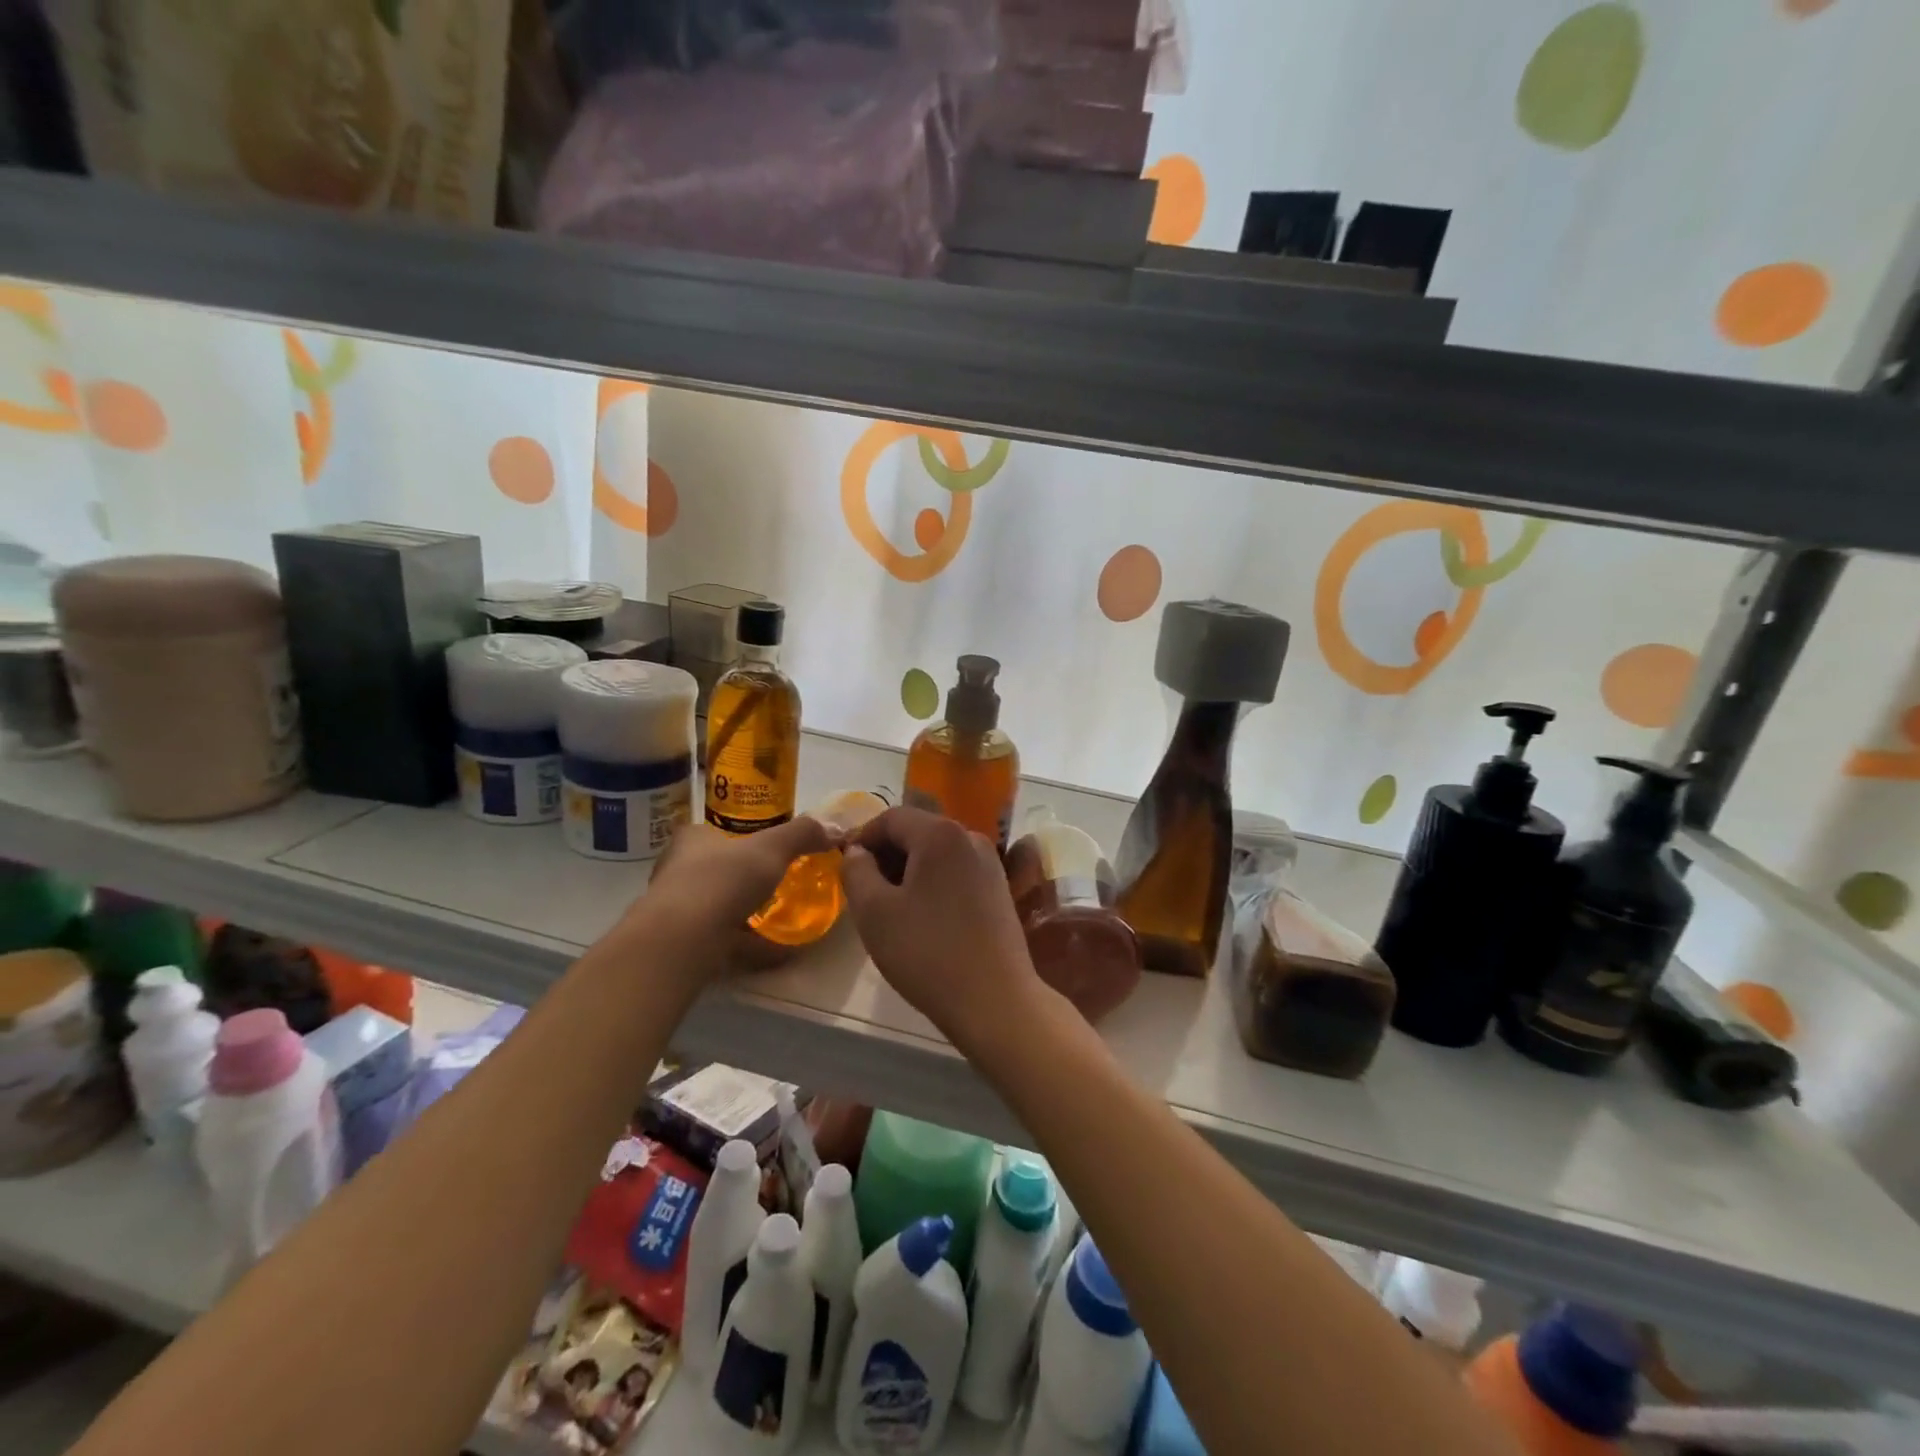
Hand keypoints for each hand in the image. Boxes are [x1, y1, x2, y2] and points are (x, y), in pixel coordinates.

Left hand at [634, 816, 836, 977]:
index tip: (767, 848)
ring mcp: (677, 911)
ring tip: (781, 918)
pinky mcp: (683, 945)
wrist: (682, 940)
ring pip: (717, 907)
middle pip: (716, 870)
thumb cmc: (722, 879)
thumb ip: (802, 834)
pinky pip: (724, 940)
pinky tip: (779, 952)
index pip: (713, 831)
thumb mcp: (771, 847)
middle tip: (778, 883)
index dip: (740, 836)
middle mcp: (677, 872)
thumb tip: (834, 829)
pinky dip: (751, 945)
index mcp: (692, 840)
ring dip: (746, 913)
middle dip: (744, 878)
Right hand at [839, 806, 1043, 1046]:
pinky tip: (921, 916)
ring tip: (888, 906)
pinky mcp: (998, 889)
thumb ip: (856, 871)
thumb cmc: (927, 953)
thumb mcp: (874, 912)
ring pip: (936, 852)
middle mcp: (970, 837)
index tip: (843, 866)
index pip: (890, 817)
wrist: (994, 1000)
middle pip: (916, 831)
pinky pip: (955, 871)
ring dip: (908, 869)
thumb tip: (857, 852)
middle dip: (885, 854)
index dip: (861, 837)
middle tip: (862, 889)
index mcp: (940, 833)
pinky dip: (932, 882)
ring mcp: (990, 863)